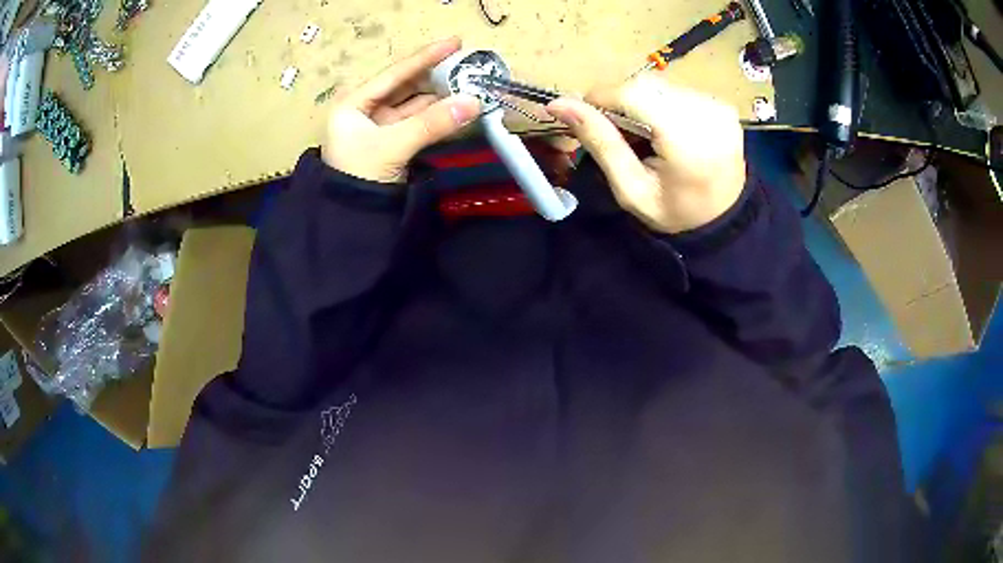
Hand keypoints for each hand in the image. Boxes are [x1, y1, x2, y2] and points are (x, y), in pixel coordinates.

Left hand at [322, 38, 481, 183]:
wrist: (349, 219)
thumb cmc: (359, 175)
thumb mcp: (393, 146)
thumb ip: (433, 123)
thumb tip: (475, 102)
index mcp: (353, 102)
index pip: (394, 73)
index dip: (425, 57)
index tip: (455, 42)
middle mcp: (363, 109)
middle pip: (404, 85)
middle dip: (435, 76)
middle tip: (465, 64)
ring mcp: (377, 126)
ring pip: (412, 104)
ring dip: (439, 96)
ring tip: (468, 83)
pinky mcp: (390, 142)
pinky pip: (416, 122)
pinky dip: (435, 116)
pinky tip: (456, 107)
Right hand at [546, 75, 745, 233]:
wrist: (723, 220)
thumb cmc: (674, 212)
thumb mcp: (631, 189)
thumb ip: (600, 142)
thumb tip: (558, 104)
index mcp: (687, 140)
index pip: (633, 93)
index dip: (602, 97)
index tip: (587, 117)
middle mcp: (708, 114)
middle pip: (646, 85)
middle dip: (621, 101)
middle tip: (617, 131)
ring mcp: (719, 107)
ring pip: (660, 84)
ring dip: (641, 102)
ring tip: (644, 134)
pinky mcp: (723, 105)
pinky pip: (678, 89)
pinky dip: (662, 103)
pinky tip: (666, 130)